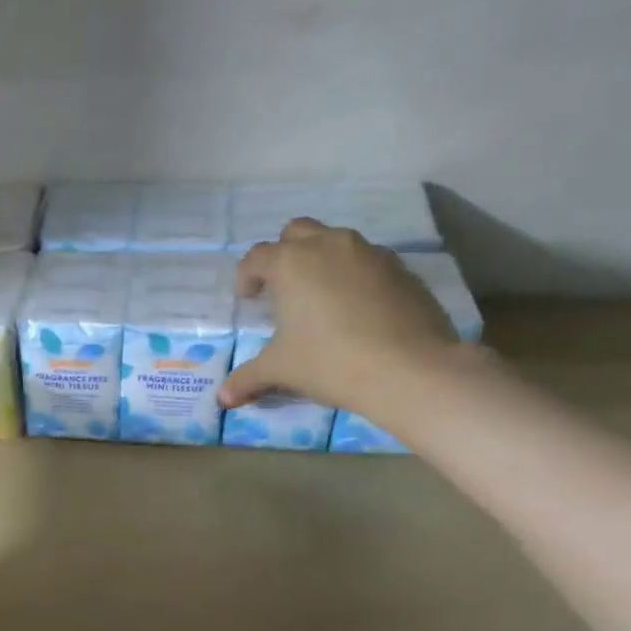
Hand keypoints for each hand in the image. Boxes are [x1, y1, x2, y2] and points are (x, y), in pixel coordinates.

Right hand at [218, 219, 461, 418]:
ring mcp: (370, 253)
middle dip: (283, 255)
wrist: (408, 368)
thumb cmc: (329, 361)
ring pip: (335, 243)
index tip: (247, 300)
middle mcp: (330, 246)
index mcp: (292, 263)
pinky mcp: (401, 269)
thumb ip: (247, 378)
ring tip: (319, 301)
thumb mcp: (280, 371)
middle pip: (297, 232)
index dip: (246, 277)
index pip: (257, 257)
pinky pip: (367, 263)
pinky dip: (353, 278)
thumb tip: (223, 398)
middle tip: (281, 289)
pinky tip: (355, 312)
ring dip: (320, 263)